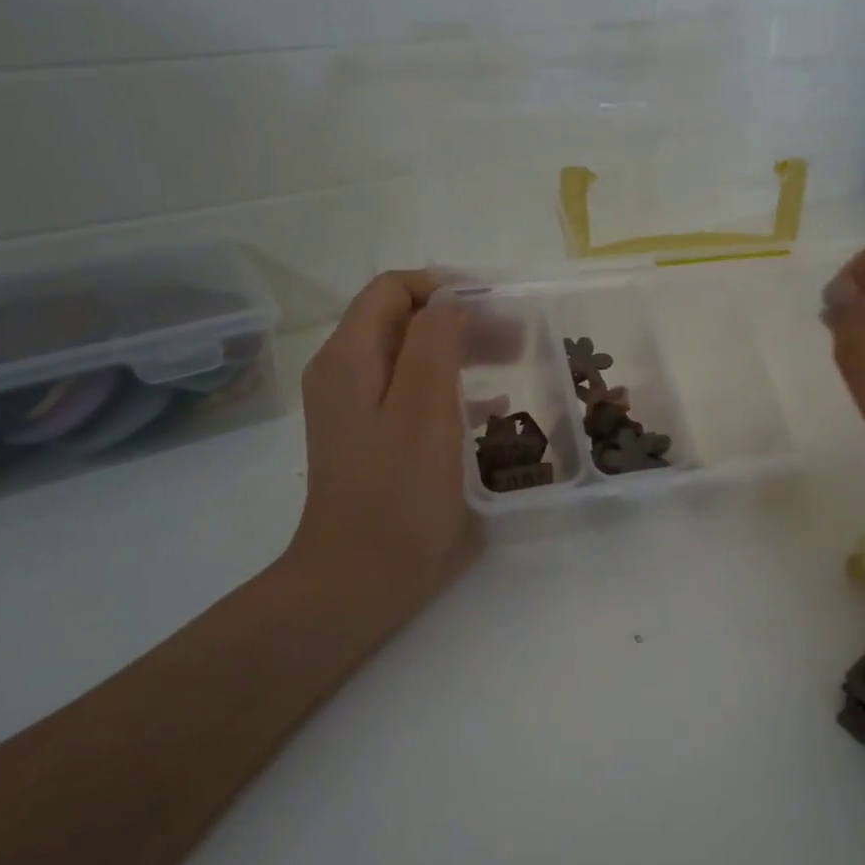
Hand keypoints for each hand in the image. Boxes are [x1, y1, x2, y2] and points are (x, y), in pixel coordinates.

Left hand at [282, 271, 478, 641]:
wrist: (361, 578)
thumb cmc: (398, 493)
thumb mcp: (422, 409)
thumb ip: (434, 343)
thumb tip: (450, 303)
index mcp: (349, 357)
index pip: (393, 290)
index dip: (444, 286)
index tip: (496, 304)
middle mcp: (346, 374)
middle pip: (404, 322)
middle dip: (461, 319)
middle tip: (517, 337)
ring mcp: (358, 410)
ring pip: (413, 358)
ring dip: (463, 351)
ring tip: (514, 361)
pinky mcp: (376, 441)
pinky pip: (416, 395)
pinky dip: (453, 389)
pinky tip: (492, 406)